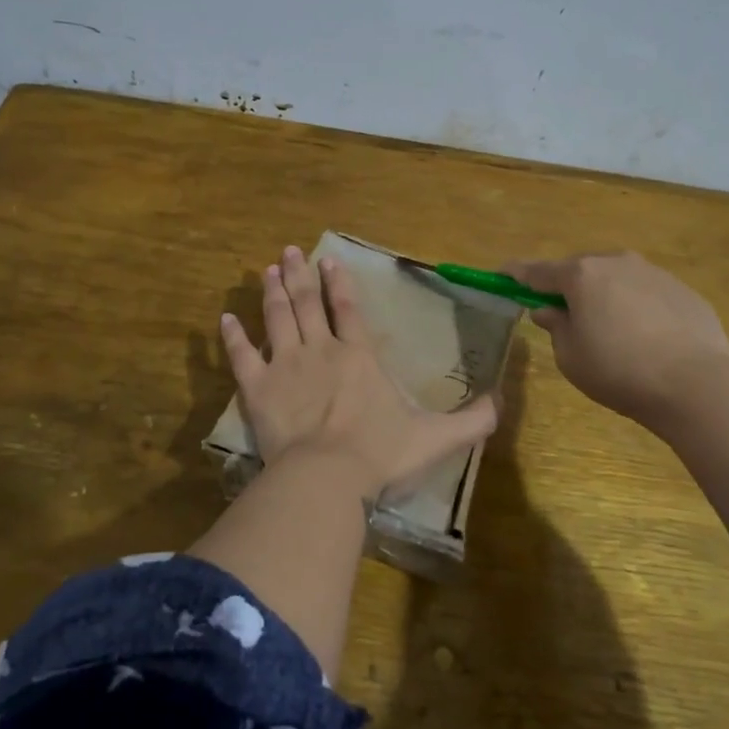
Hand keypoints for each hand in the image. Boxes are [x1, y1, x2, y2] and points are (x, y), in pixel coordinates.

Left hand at [220, 246, 499, 499]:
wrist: (327, 477)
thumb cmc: (381, 454)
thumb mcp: (436, 438)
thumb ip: (472, 420)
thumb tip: (503, 401)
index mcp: (359, 357)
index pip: (347, 309)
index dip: (338, 283)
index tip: (328, 261)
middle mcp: (321, 350)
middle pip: (307, 304)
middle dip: (299, 275)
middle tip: (290, 251)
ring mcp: (286, 365)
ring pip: (277, 318)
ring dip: (272, 292)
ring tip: (267, 270)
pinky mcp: (258, 388)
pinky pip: (242, 356)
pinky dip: (233, 336)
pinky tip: (226, 319)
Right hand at [507, 251, 728, 429]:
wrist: (697, 384)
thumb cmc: (619, 371)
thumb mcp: (571, 356)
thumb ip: (556, 326)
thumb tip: (549, 310)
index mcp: (582, 275)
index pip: (537, 270)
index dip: (515, 274)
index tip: (501, 275)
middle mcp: (617, 262)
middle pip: (580, 270)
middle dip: (566, 287)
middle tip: (561, 313)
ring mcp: (654, 273)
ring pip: (616, 279)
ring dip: (604, 295)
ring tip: (609, 329)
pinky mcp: (684, 290)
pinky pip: (647, 293)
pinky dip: (636, 307)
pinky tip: (645, 338)